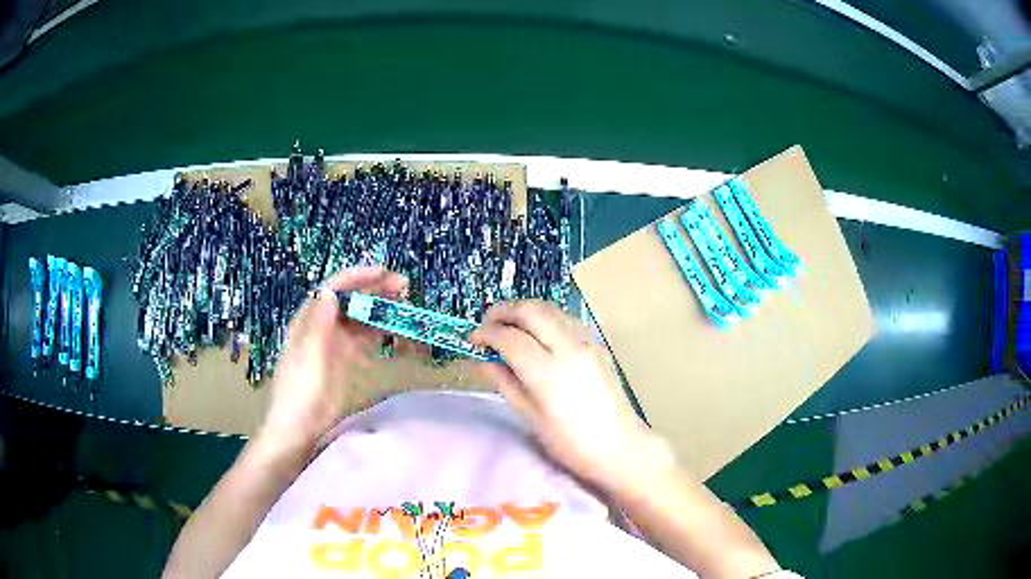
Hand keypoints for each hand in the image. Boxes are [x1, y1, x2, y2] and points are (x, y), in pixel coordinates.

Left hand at [257, 266, 406, 456]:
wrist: (301, 427)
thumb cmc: (300, 391)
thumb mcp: (308, 357)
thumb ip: (319, 324)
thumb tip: (329, 290)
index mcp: (310, 320)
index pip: (334, 289)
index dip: (357, 277)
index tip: (383, 273)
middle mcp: (324, 325)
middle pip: (351, 299)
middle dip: (375, 289)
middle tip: (404, 287)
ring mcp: (337, 342)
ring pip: (362, 317)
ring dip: (381, 307)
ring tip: (405, 304)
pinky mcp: (348, 360)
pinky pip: (367, 338)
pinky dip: (381, 331)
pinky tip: (397, 329)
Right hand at [472, 300, 662, 490]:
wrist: (619, 446)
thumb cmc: (570, 442)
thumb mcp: (531, 416)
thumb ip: (505, 382)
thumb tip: (482, 360)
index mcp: (548, 371)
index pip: (510, 338)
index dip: (486, 334)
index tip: (472, 339)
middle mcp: (569, 348)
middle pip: (531, 311)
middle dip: (504, 311)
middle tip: (487, 323)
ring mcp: (587, 343)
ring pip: (551, 309)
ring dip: (525, 311)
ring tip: (508, 326)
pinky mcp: (597, 345)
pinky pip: (566, 320)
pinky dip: (545, 318)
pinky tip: (537, 334)